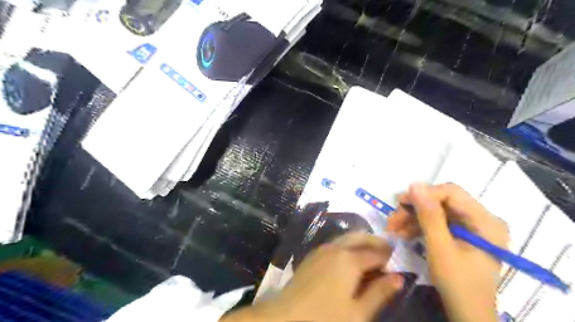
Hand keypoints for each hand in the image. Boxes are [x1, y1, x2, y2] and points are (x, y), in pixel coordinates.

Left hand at [220, 233, 403, 321]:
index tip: (400, 260)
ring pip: (347, 238)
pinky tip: (351, 259)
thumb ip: (380, 293)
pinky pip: (335, 244)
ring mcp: (322, 249)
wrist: (285, 317)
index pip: (376, 252)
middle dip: (376, 241)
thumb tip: (399, 278)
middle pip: (360, 237)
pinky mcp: (313, 255)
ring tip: (372, 255)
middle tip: (389, 252)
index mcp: (349, 259)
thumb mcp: (358, 312)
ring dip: (361, 242)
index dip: (389, 256)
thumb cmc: (326, 318)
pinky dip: (348, 246)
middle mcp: (336, 248)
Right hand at [385, 184, 506, 321]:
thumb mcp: (440, 248)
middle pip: (441, 201)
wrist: (467, 314)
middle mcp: (481, 219)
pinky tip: (403, 234)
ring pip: (435, 211)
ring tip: (392, 229)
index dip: (424, 195)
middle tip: (392, 220)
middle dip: (414, 209)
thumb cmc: (458, 283)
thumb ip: (429, 215)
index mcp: (486, 221)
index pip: (451, 193)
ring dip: (412, 218)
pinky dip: (418, 227)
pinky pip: (436, 222)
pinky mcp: (461, 234)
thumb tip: (414, 184)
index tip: (399, 203)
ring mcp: (471, 227)